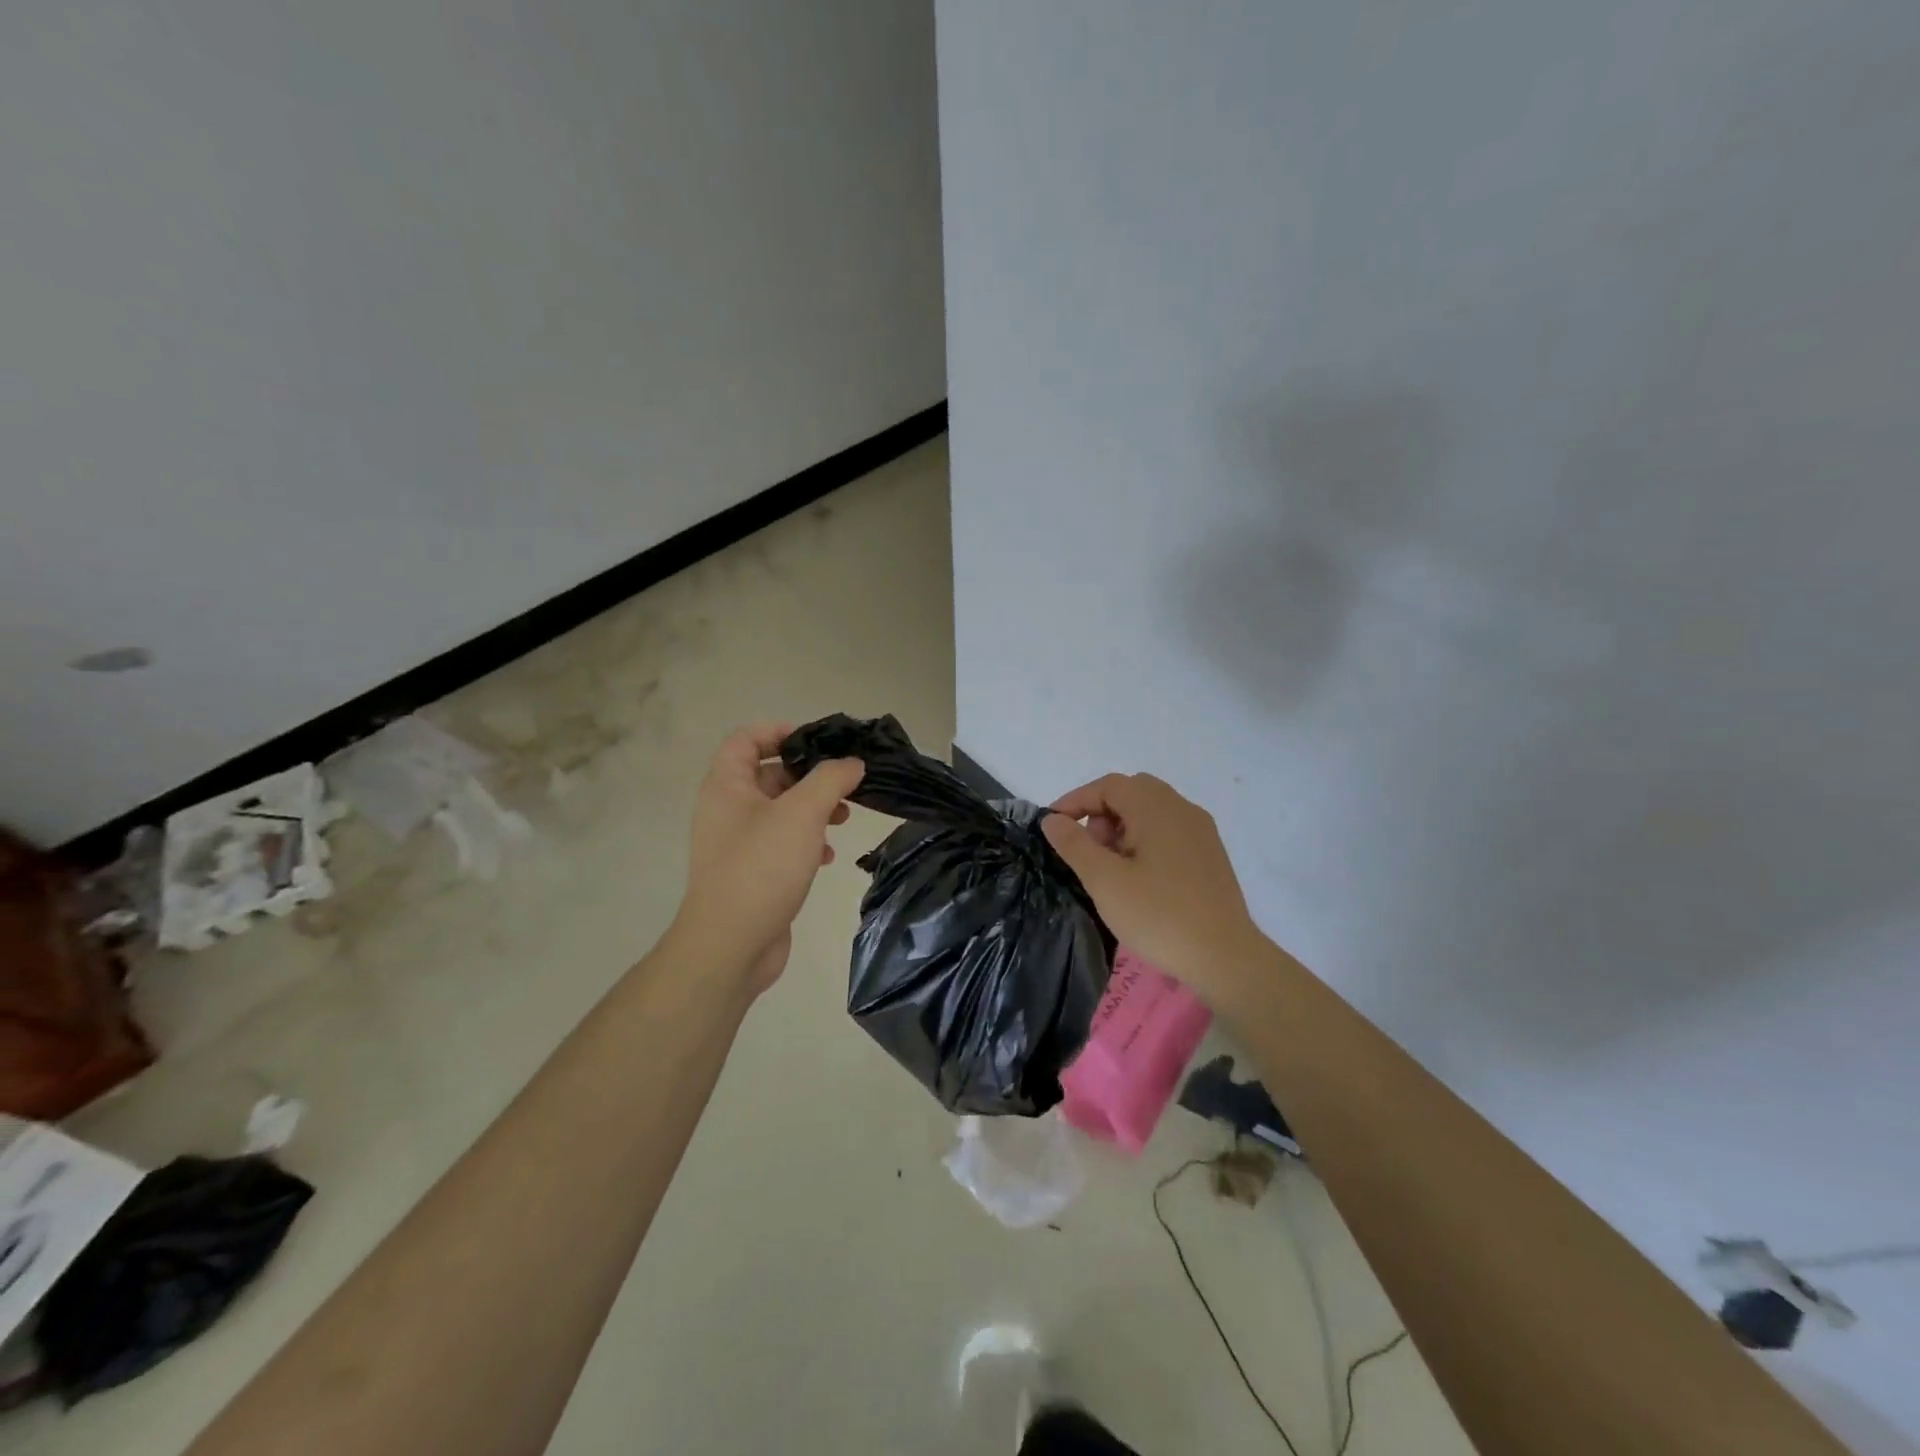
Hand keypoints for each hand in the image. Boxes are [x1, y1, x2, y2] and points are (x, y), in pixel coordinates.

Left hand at [674, 723, 863, 994]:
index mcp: (727, 786)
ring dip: (813, 808)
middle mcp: (728, 809)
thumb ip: (830, 779)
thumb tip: (852, 764)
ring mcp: (739, 844)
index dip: (780, 731)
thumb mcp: (802, 813)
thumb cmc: (762, 867)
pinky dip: (807, 841)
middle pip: (770, 774)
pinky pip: (782, 843)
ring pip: (781, 811)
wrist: (731, 946)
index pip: (747, 739)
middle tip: (846, 782)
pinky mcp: (753, 873)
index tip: (819, 741)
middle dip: (809, 775)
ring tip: (844, 817)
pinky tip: (828, 855)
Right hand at [1042, 773, 1266, 1003]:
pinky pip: (1168, 832)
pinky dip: (1144, 841)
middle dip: (1101, 815)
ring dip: (1122, 829)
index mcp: (1156, 807)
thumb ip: (1074, 844)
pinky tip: (1138, 879)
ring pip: (1151, 813)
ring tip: (1109, 869)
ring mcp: (1201, 832)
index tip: (1053, 828)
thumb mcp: (1104, 880)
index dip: (1075, 801)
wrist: (1225, 957)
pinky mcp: (1210, 856)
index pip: (1108, 785)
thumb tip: (1052, 820)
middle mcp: (1182, 809)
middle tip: (1086, 850)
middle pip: (1131, 793)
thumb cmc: (1159, 914)